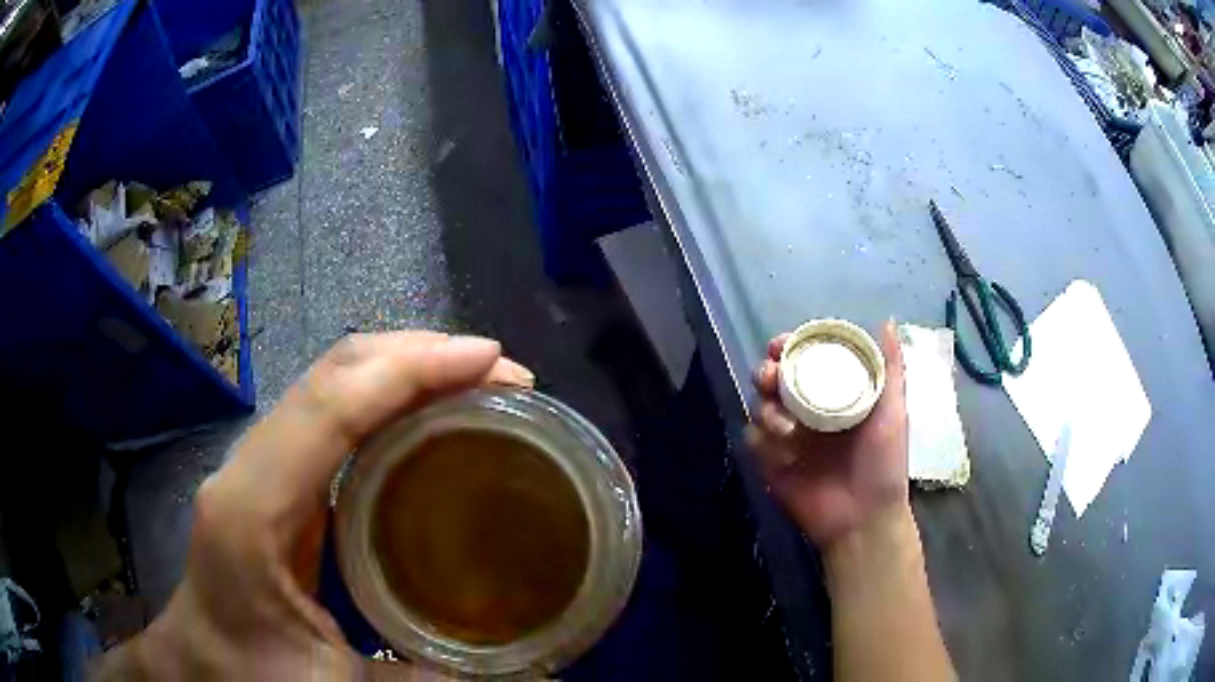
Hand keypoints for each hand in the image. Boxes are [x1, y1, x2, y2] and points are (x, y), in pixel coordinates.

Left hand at [95, 332, 533, 679]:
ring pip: (333, 384)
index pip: (332, 405)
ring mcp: (260, 465)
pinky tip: (427, 421)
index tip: (491, 361)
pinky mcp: (274, 480)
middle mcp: (252, 466)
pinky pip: (332, 416)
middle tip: (502, 374)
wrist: (200, 665)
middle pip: (334, 373)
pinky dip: (387, 400)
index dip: (412, 369)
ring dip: (406, 371)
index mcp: (253, 508)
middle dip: (421, 356)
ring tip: (478, 386)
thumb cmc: (251, 674)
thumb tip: (536, 679)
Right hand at [746, 321, 909, 549]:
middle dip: (767, 372)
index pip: (804, 360)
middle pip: (775, 380)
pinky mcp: (771, 463)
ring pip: (760, 407)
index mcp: (834, 396)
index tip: (782, 344)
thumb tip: (887, 321)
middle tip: (771, 376)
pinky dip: (762, 439)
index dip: (789, 347)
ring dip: (765, 407)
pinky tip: (782, 450)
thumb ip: (889, 368)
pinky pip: (754, 440)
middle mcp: (808, 411)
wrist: (864, 520)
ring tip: (785, 425)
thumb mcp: (893, 412)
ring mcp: (788, 438)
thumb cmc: (884, 464)